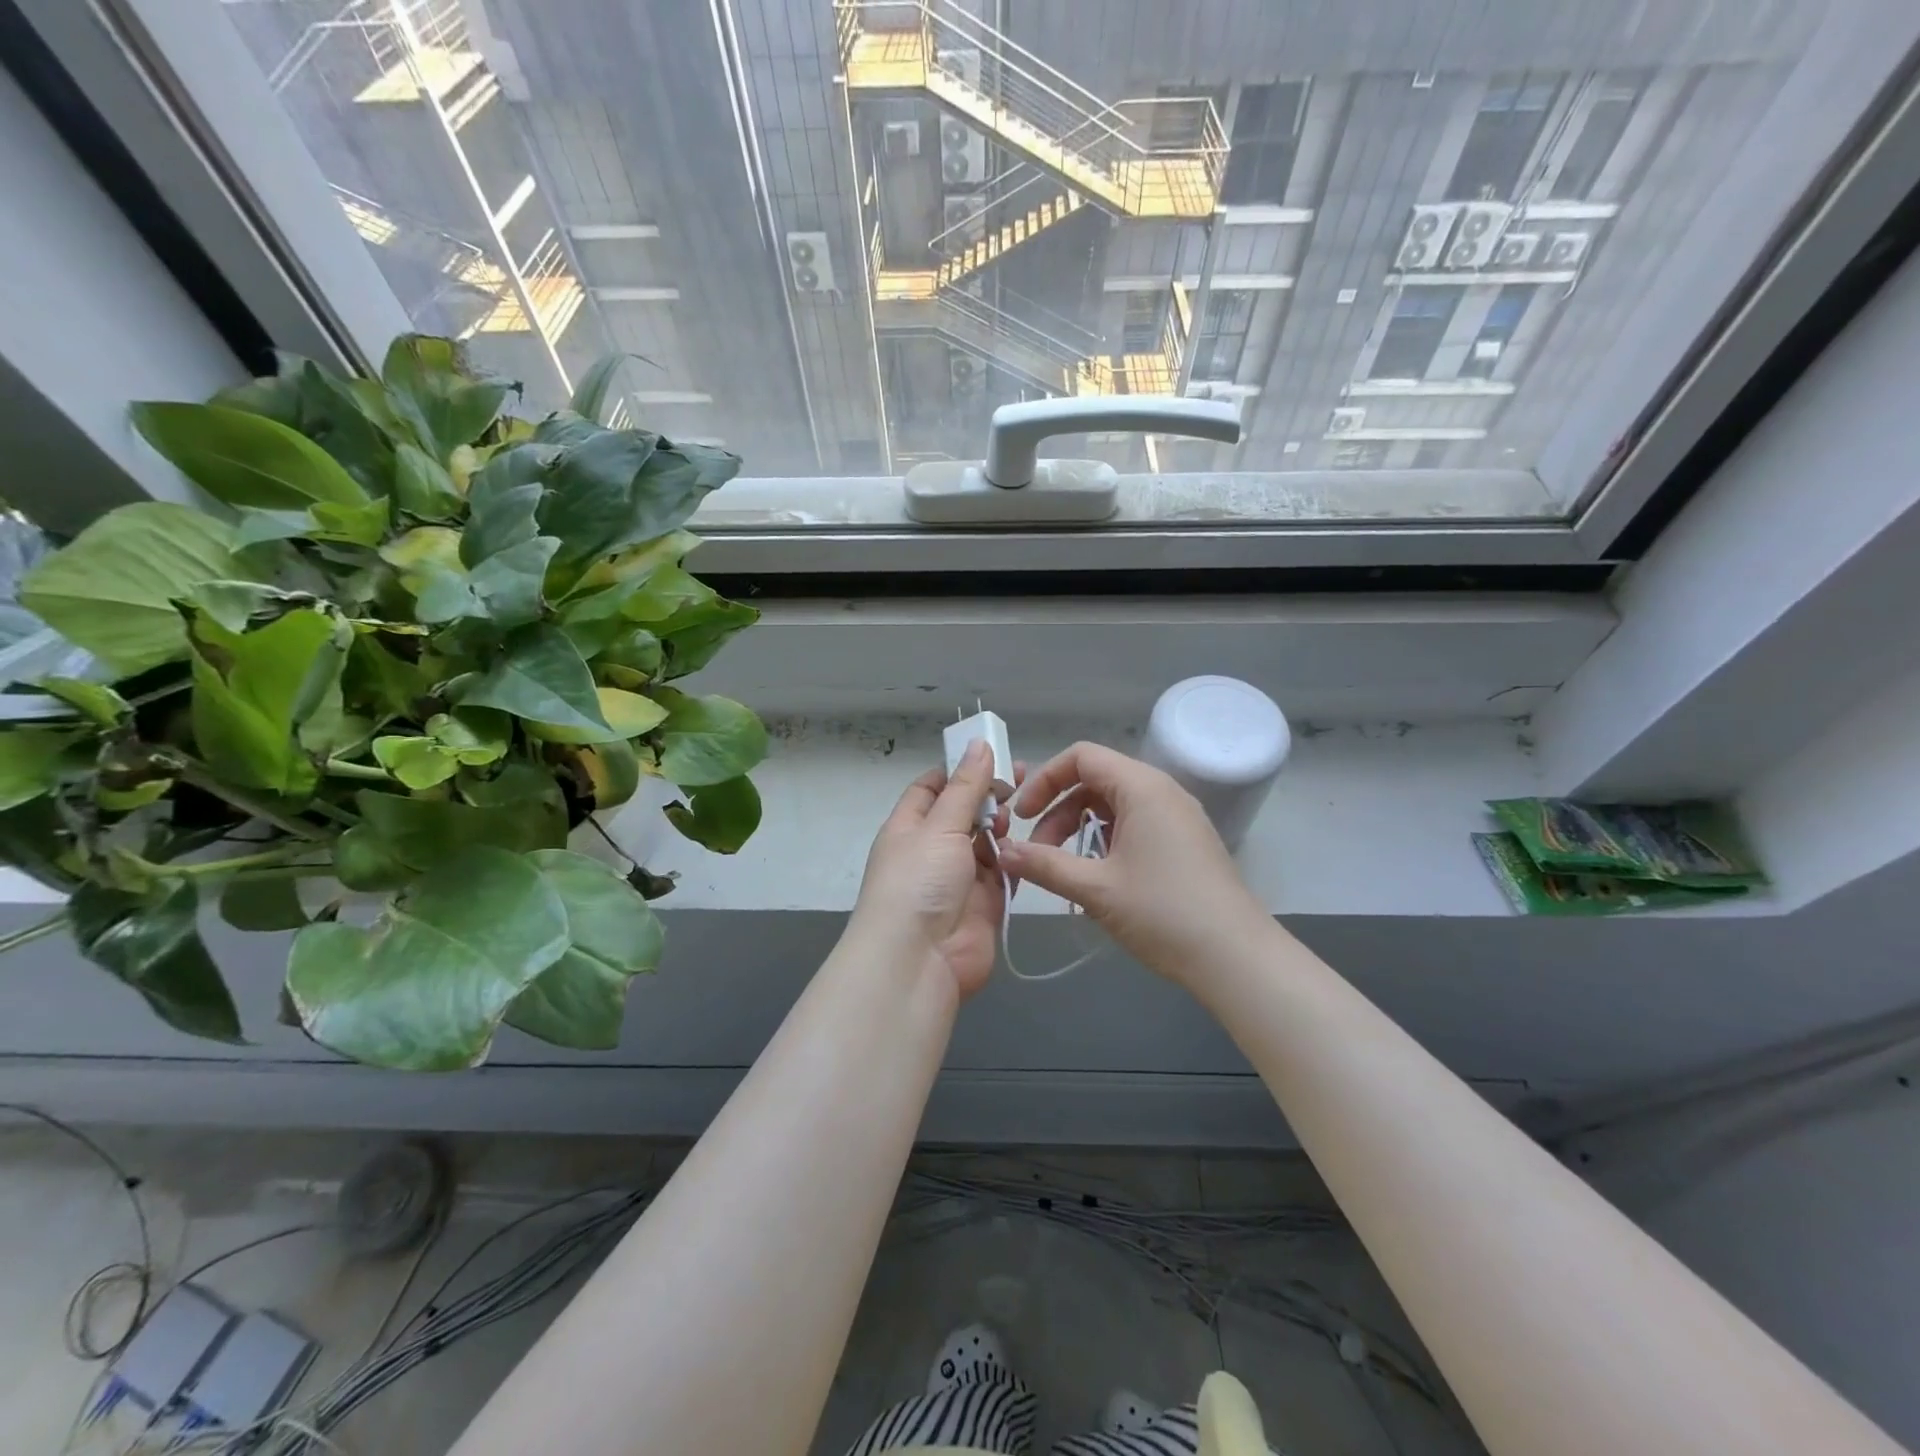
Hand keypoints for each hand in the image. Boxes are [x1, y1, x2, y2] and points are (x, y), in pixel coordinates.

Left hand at [848, 741, 1020, 1002]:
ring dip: (1002, 827)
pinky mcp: (984, 904)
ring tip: (1020, 814)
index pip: (932, 788)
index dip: (959, 770)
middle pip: (963, 813)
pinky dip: (1015, 860)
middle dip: (989, 796)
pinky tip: (1031, 844)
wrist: (919, 962)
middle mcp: (932, 850)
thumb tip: (979, 743)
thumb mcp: (940, 826)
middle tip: (1023, 779)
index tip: (992, 755)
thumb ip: (966, 787)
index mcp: (909, 827)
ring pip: (986, 842)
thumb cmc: (918, 882)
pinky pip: (1003, 873)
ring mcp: (959, 878)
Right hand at [996, 741, 1269, 985]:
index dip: (1044, 780)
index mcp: (1142, 787)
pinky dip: (1106, 840)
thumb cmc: (1163, 913)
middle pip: (1096, 779)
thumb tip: (1002, 852)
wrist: (1236, 957)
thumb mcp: (1095, 889)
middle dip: (1058, 810)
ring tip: (1062, 868)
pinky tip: (1096, 876)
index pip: (1081, 757)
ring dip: (1080, 828)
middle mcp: (1162, 791)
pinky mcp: (1185, 841)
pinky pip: (1135, 823)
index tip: (1022, 816)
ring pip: (1114, 804)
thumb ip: (1044, 865)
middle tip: (1037, 851)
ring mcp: (1178, 816)